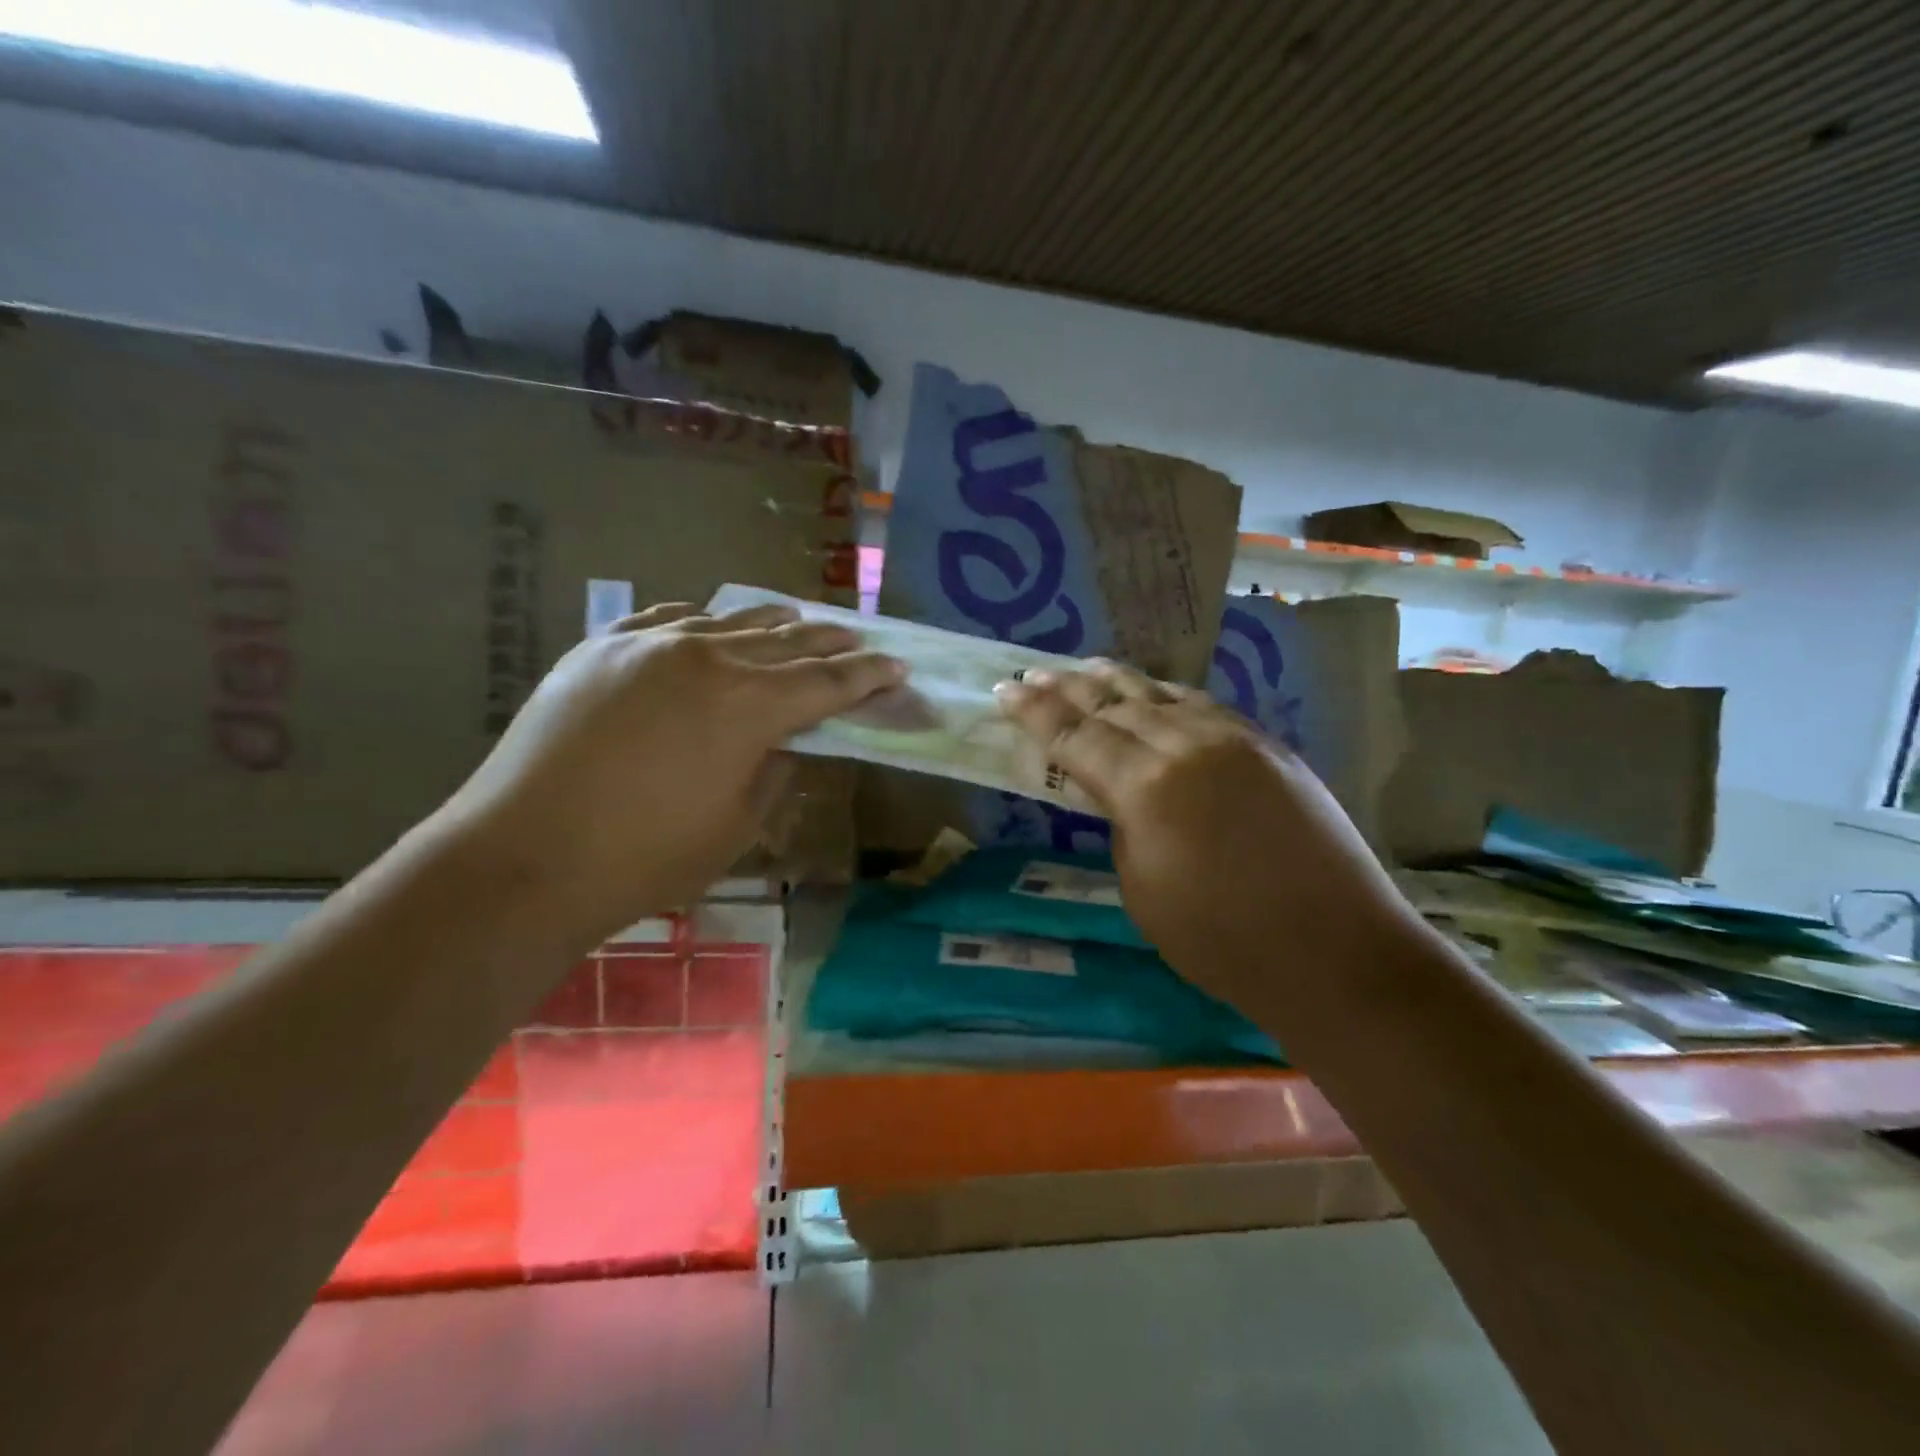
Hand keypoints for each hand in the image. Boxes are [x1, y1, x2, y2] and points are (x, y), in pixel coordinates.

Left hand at [431, 602, 902, 945]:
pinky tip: (713, 624)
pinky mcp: (600, 649)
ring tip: (799, 621)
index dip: (867, 677)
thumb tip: (788, 741)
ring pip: (728, 621)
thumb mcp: (738, 825)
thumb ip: (776, 770)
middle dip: (830, 644)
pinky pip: (666, 621)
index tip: (896, 667)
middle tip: (859, 643)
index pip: (825, 682)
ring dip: (771, 624)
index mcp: (748, 705)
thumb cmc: (646, 858)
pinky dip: (702, 623)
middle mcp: (705, 657)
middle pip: (785, 641)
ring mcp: (647, 645)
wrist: (523, 858)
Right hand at [994, 660, 1404, 977]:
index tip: (1005, 691)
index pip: (1076, 736)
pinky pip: (1204, 707)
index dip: (1036, 713)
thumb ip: (1123, 825)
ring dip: (1117, 682)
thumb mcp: (1143, 891)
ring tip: (1084, 667)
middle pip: (1115, 705)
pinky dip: (1168, 696)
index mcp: (1147, 787)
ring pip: (1162, 696)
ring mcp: (1235, 740)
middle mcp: (1188, 746)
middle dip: (1068, 688)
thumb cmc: (1223, 942)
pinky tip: (1155, 693)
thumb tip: (1120, 793)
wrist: (1337, 953)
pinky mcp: (1269, 746)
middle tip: (1033, 673)